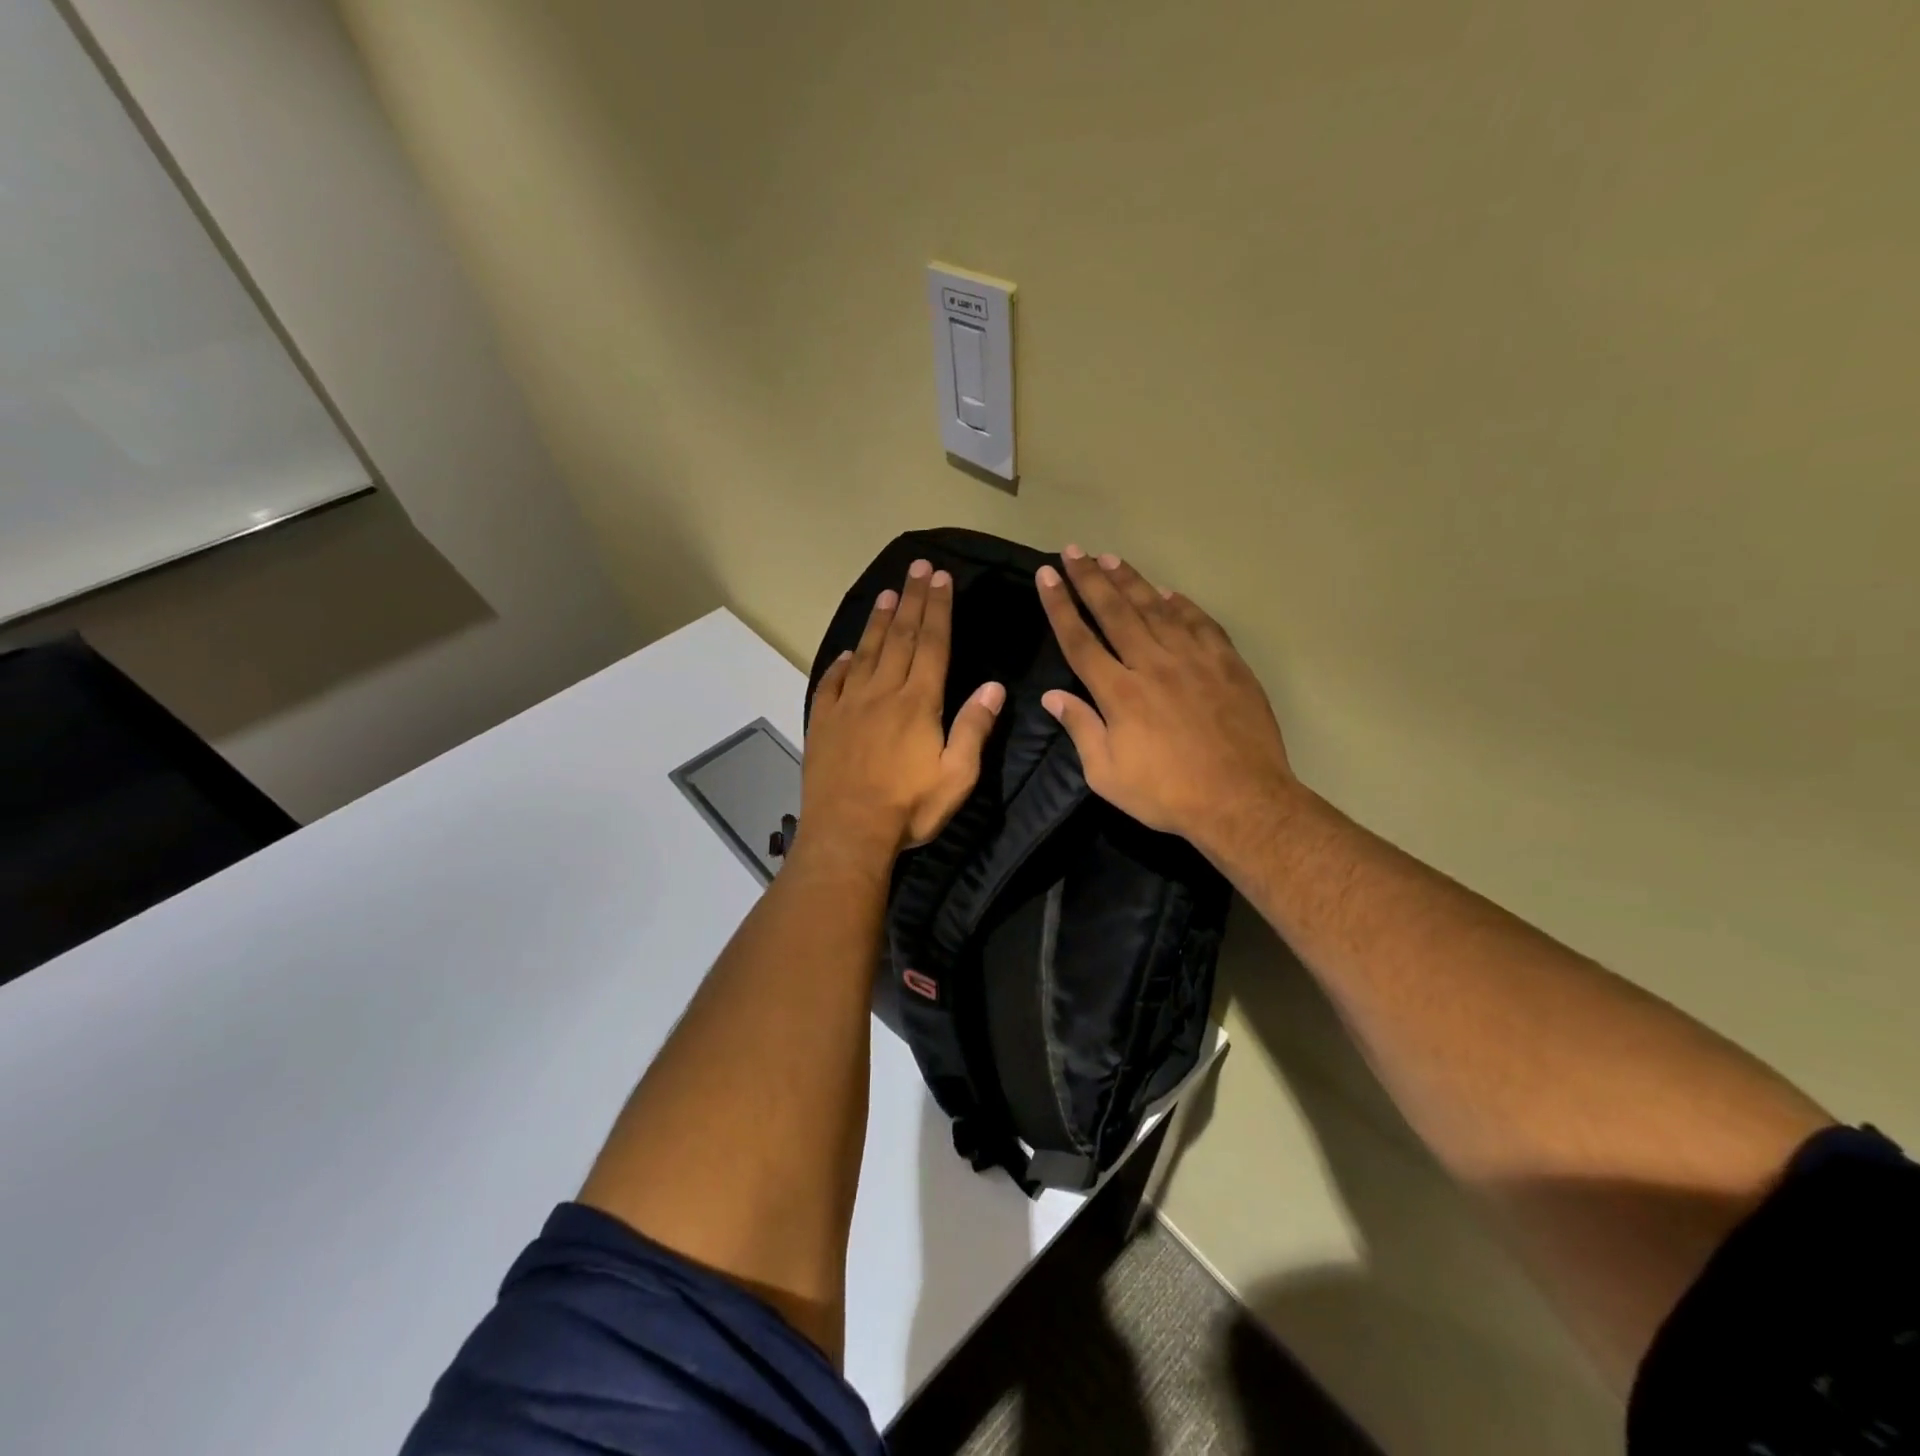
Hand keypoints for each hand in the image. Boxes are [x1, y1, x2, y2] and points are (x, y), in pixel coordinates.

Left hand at [802, 559, 1005, 864]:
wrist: (847, 833)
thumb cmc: (908, 808)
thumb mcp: (957, 776)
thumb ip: (974, 728)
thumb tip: (995, 686)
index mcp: (918, 702)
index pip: (932, 644)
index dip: (938, 609)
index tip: (941, 578)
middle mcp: (882, 692)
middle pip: (899, 637)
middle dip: (912, 600)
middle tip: (918, 567)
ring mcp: (848, 705)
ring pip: (866, 652)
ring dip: (878, 620)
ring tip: (887, 592)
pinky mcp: (824, 722)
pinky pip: (832, 682)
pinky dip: (842, 662)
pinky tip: (847, 652)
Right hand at [1036, 545, 1297, 856]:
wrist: (1242, 799)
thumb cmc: (1166, 793)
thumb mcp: (1107, 774)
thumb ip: (1081, 729)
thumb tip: (1052, 696)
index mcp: (1119, 692)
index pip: (1080, 639)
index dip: (1060, 605)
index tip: (1047, 575)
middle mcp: (1152, 664)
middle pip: (1114, 612)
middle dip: (1090, 578)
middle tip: (1074, 550)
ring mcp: (1193, 660)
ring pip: (1156, 608)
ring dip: (1131, 581)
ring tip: (1111, 558)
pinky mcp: (1227, 664)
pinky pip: (1200, 623)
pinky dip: (1182, 604)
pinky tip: (1168, 592)